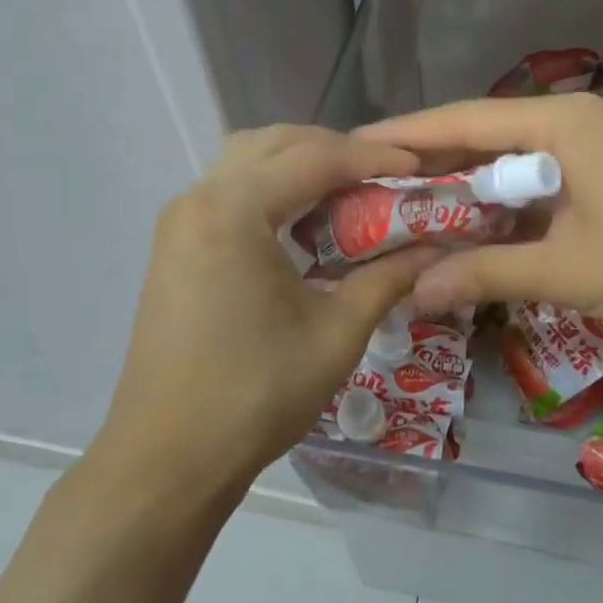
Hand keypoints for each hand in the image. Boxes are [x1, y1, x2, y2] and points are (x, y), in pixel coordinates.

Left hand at [95, 126, 442, 497]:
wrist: (166, 458)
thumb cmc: (253, 396)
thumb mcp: (335, 335)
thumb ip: (388, 279)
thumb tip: (436, 249)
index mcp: (232, 212)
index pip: (313, 158)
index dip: (372, 158)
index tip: (417, 167)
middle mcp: (198, 199)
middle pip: (276, 144)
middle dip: (335, 151)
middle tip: (384, 176)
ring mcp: (179, 221)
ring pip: (248, 160)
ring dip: (300, 164)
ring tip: (348, 192)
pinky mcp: (174, 244)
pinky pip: (230, 190)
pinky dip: (273, 188)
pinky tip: (304, 221)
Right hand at [358, 94, 602, 343]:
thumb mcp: (567, 271)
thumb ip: (486, 274)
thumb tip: (414, 293)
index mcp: (557, 124)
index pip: (461, 120)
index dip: (404, 135)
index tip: (352, 147)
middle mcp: (567, 119)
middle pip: (479, 133)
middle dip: (426, 161)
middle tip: (368, 184)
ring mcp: (587, 141)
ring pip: (504, 155)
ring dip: (461, 182)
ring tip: (403, 204)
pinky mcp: (599, 168)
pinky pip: (532, 174)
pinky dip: (497, 196)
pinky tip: (466, 221)